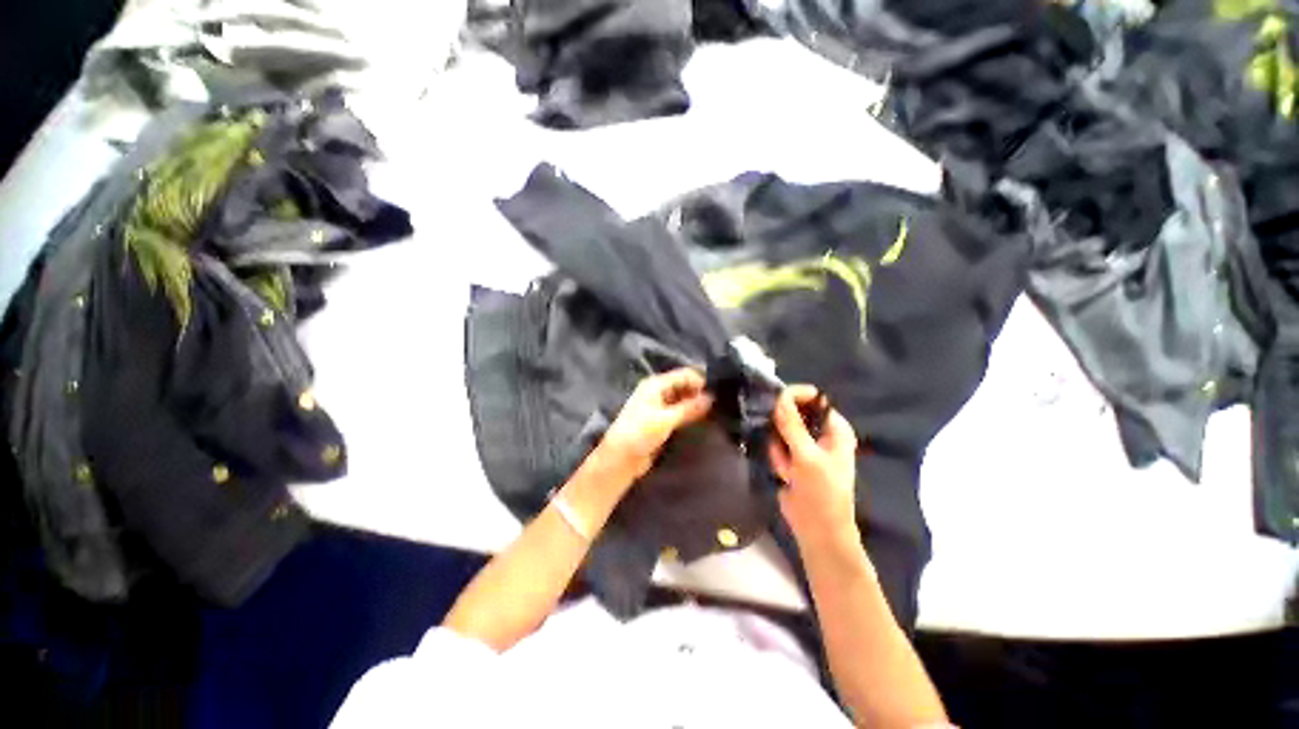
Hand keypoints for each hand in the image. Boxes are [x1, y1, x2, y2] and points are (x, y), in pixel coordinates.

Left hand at [597, 368, 713, 481]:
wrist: (621, 458)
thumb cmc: (640, 433)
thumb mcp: (666, 419)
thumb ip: (689, 408)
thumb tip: (711, 397)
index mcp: (655, 384)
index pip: (684, 375)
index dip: (700, 382)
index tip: (719, 393)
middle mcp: (658, 392)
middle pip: (684, 386)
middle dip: (700, 392)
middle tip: (720, 403)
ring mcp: (659, 406)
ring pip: (683, 400)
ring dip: (696, 404)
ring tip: (716, 411)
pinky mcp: (661, 421)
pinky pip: (680, 413)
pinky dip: (690, 414)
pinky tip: (704, 420)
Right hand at [768, 385, 859, 549]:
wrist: (817, 530)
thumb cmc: (822, 493)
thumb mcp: (807, 457)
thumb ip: (792, 425)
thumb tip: (779, 396)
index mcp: (835, 428)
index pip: (814, 398)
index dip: (794, 396)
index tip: (775, 402)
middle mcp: (820, 432)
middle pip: (793, 412)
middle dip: (783, 431)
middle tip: (785, 448)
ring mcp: (804, 445)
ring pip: (779, 430)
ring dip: (780, 450)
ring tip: (790, 470)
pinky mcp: (790, 457)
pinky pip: (775, 445)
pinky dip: (777, 458)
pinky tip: (785, 476)